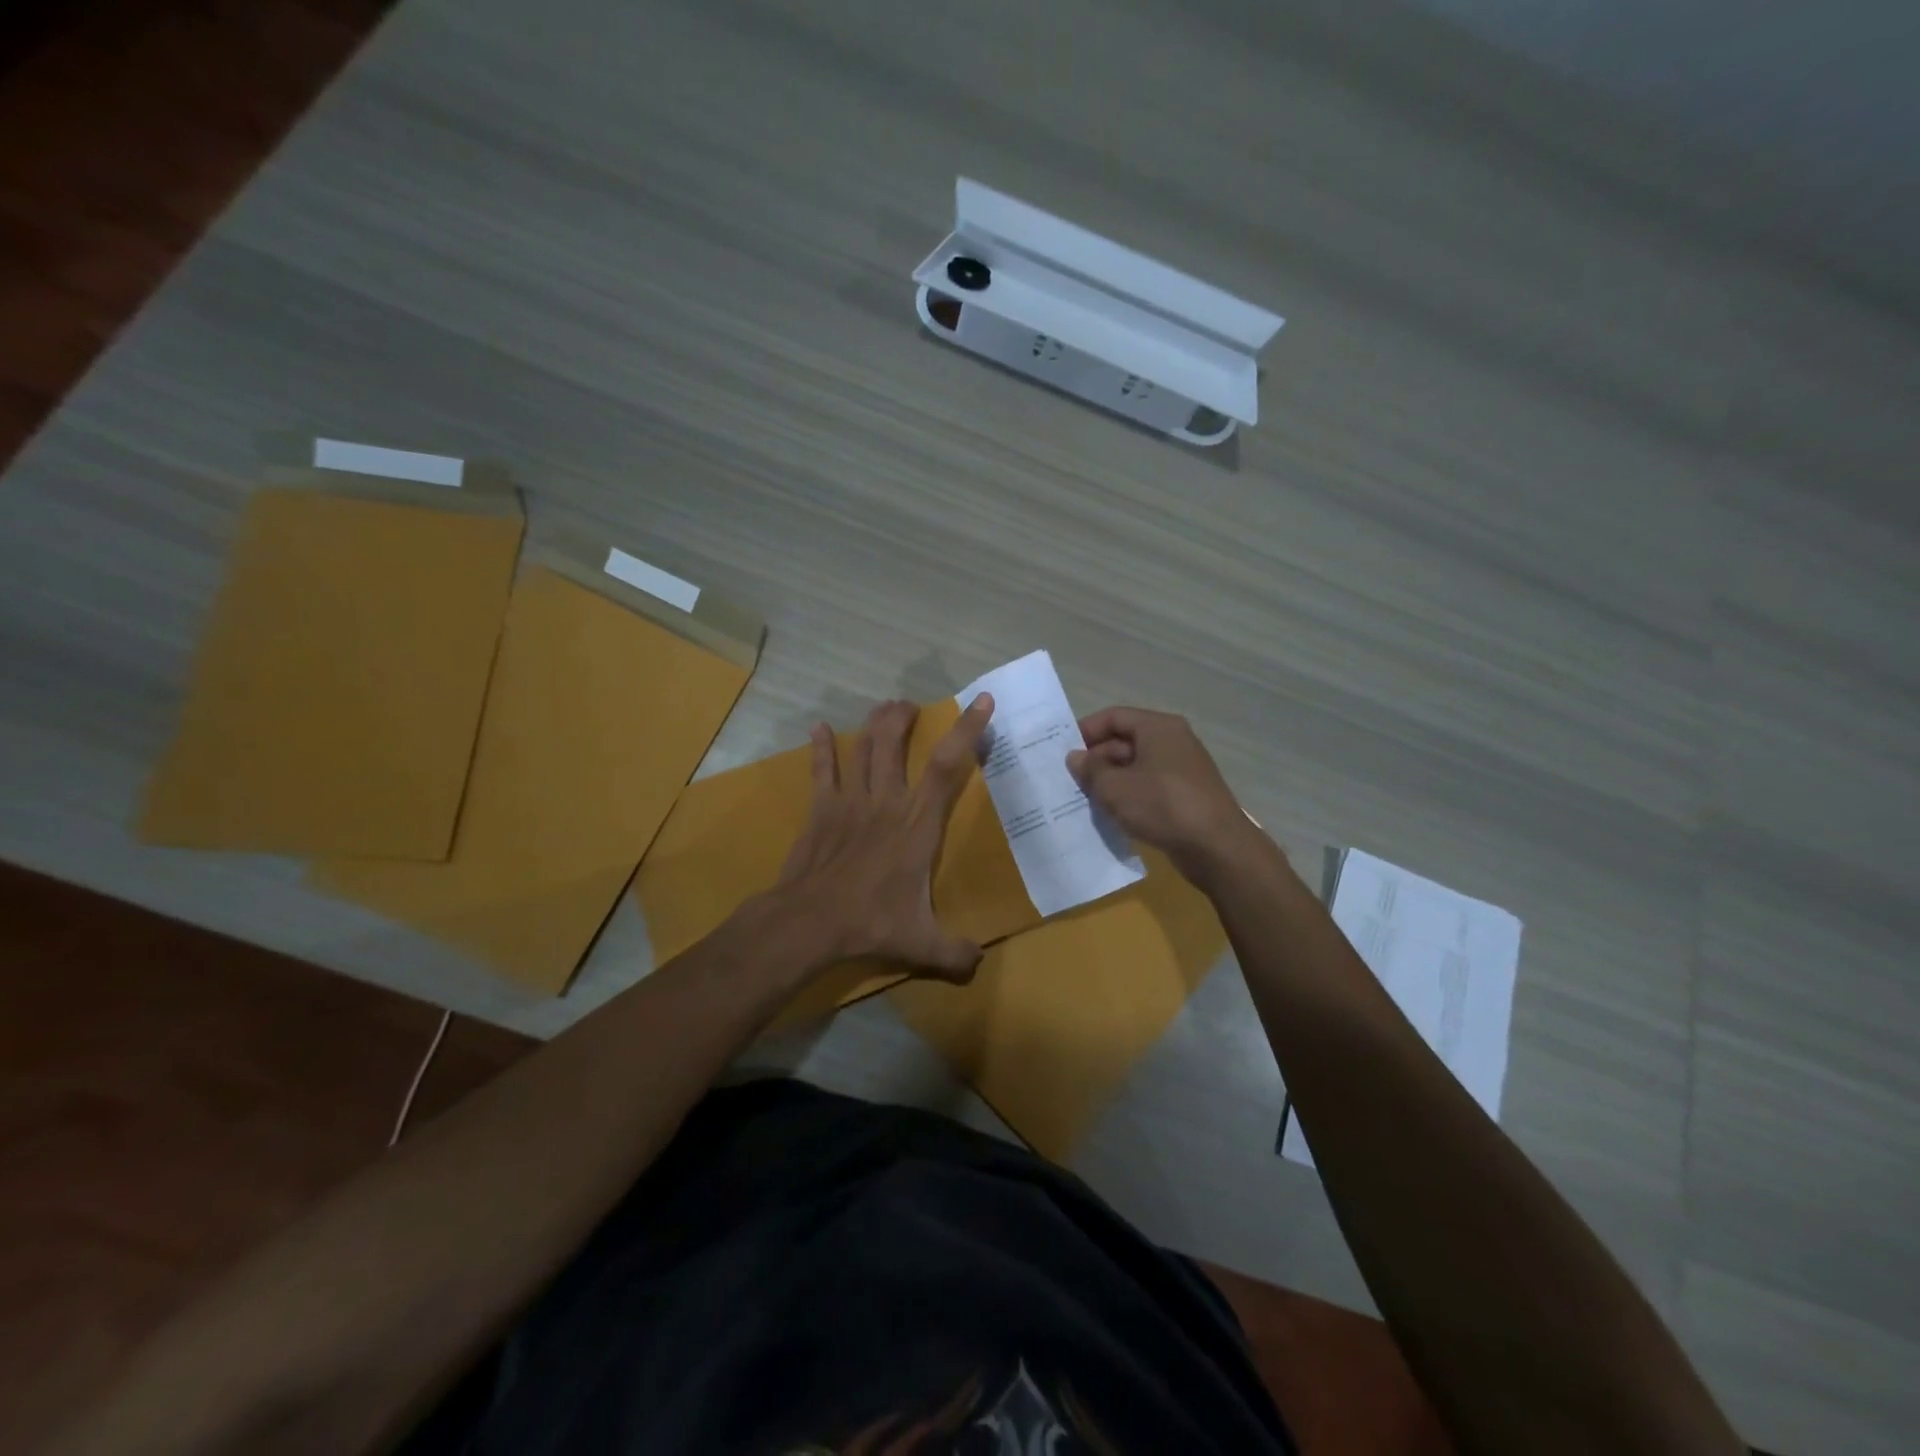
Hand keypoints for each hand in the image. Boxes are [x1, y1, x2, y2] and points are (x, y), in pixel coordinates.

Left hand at [774, 694, 994, 981]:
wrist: (808, 922)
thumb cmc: (870, 924)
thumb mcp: (923, 944)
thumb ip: (956, 953)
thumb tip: (979, 964)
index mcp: (917, 824)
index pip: (947, 766)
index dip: (967, 730)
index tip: (980, 701)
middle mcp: (886, 802)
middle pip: (895, 743)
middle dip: (905, 717)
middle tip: (911, 706)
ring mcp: (849, 802)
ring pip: (863, 748)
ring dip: (875, 724)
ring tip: (885, 707)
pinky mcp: (821, 810)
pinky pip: (822, 771)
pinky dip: (821, 748)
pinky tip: (817, 728)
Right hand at [1067, 706, 1255, 884]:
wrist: (1217, 847)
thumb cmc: (1163, 805)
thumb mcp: (1115, 788)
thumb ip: (1090, 770)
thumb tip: (1076, 758)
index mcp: (1158, 727)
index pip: (1113, 717)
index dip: (1085, 731)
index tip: (1062, 752)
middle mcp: (1173, 741)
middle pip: (1125, 741)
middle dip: (1096, 760)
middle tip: (1070, 782)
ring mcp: (1182, 769)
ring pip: (1136, 766)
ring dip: (1111, 781)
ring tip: (1086, 800)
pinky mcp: (1187, 795)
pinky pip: (1149, 787)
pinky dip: (1129, 796)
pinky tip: (1112, 815)